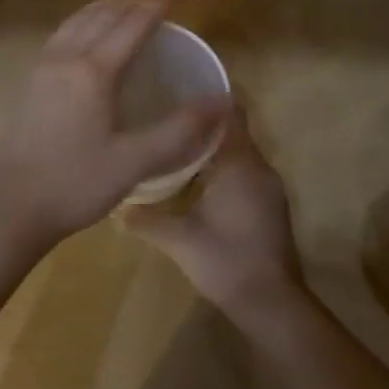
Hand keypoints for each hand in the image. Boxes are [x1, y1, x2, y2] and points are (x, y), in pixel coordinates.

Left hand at [0, 0, 228, 255]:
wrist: (11, 209)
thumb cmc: (76, 185)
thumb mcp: (135, 162)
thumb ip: (180, 129)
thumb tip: (222, 101)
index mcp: (92, 71)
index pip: (130, 25)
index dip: (155, 7)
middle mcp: (64, 58)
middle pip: (101, 15)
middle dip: (130, 1)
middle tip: (156, 0)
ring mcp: (41, 68)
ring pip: (75, 22)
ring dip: (103, 8)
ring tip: (125, 8)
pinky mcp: (28, 83)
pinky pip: (60, 36)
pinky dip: (82, 23)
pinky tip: (87, 38)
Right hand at [124, 106, 305, 323]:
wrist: (271, 303)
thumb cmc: (226, 261)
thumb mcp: (179, 239)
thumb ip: (146, 219)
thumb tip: (117, 207)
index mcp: (239, 164)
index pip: (231, 113)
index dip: (209, 97)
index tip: (180, 86)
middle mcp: (259, 167)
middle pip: (233, 130)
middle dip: (204, 121)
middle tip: (168, 112)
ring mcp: (268, 187)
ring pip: (239, 152)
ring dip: (214, 145)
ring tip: (177, 140)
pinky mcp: (270, 205)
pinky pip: (245, 170)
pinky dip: (223, 166)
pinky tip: (197, 177)